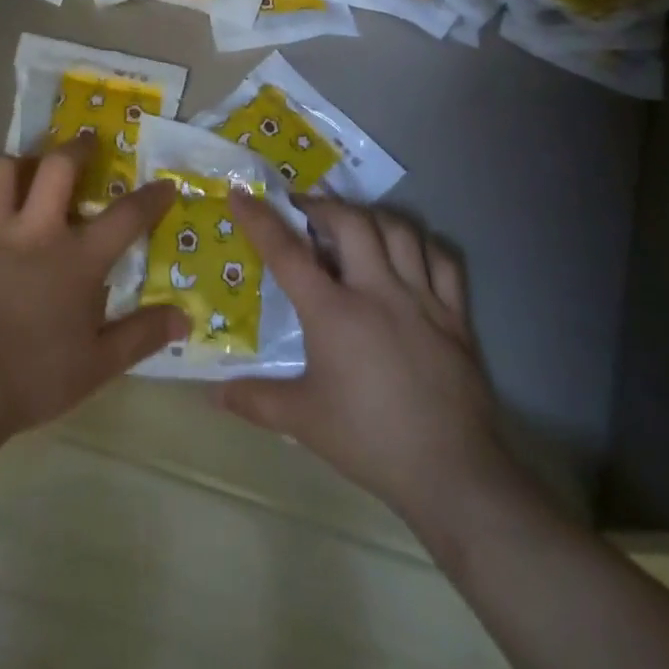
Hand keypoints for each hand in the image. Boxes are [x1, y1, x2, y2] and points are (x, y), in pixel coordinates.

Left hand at [0, 137, 189, 439]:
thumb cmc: (33, 377)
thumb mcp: (98, 365)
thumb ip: (142, 335)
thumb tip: (186, 317)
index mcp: (76, 259)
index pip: (125, 218)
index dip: (150, 199)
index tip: (165, 184)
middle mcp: (34, 230)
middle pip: (58, 169)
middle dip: (76, 149)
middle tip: (85, 142)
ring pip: (0, 171)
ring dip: (14, 161)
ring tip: (22, 163)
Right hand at [220, 194, 520, 524]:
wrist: (452, 474)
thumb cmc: (369, 440)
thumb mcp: (302, 421)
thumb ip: (254, 401)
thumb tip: (212, 395)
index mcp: (333, 312)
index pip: (287, 252)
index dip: (260, 219)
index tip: (241, 194)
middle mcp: (377, 291)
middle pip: (350, 222)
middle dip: (322, 206)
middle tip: (305, 212)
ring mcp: (421, 299)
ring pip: (398, 230)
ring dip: (371, 218)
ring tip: (353, 225)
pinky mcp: (455, 315)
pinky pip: (442, 260)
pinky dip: (421, 245)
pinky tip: (407, 253)